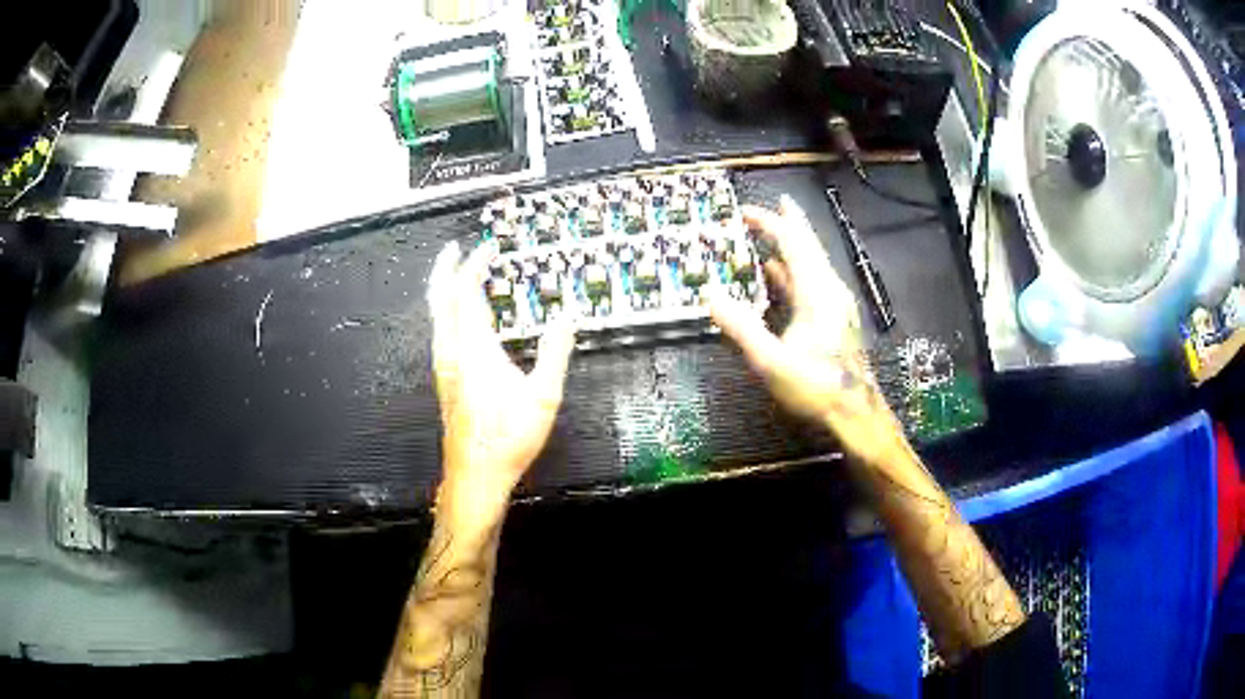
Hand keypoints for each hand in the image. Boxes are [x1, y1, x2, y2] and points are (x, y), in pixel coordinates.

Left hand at [428, 241, 575, 525]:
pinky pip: (439, 330)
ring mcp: (444, 366)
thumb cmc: (508, 439)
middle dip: (446, 268)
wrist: (475, 474)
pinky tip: (457, 316)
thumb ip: (555, 352)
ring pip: (435, 315)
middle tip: (456, 249)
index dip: (475, 265)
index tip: (489, 249)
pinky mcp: (444, 379)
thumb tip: (568, 317)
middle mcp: (452, 352)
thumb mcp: (543, 397)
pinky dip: (445, 309)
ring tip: (454, 274)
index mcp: (475, 350)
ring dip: (443, 288)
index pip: (466, 292)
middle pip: (439, 298)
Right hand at [708, 195, 904, 465]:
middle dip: (789, 224)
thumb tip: (711, 295)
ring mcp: (836, 304)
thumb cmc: (816, 386)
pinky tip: (781, 278)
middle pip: (809, 245)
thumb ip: (741, 326)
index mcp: (817, 291)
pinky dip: (795, 272)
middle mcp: (830, 289)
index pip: (793, 243)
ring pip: (813, 263)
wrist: (855, 414)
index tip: (745, 212)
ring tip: (772, 235)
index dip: (770, 223)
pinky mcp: (836, 319)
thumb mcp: (770, 360)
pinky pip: (813, 282)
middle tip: (775, 204)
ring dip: (792, 247)